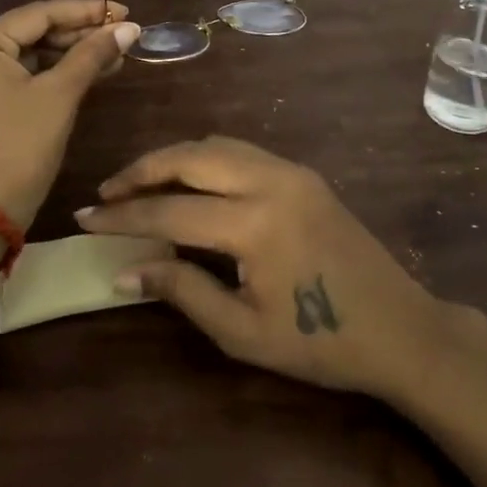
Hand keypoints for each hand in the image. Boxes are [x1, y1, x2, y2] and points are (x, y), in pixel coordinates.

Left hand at [0, 0, 139, 228]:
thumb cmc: (21, 146)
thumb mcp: (60, 95)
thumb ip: (93, 54)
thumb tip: (128, 27)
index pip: (39, 14)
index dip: (85, 11)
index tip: (123, 11)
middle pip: (31, 32)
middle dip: (79, 35)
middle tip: (121, 37)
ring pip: (26, 55)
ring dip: (68, 55)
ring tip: (112, 56)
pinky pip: (16, 75)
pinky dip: (50, 74)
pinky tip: (87, 73)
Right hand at [76, 137, 453, 400]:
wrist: (400, 328)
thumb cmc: (320, 342)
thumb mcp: (243, 331)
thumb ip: (181, 291)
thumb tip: (123, 270)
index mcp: (255, 224)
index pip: (169, 211)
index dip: (122, 216)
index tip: (85, 218)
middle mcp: (270, 180)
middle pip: (189, 156)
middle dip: (142, 170)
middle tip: (108, 192)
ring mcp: (291, 170)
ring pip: (215, 144)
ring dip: (173, 159)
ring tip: (141, 185)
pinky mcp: (303, 173)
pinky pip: (240, 151)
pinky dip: (205, 159)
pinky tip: (189, 183)